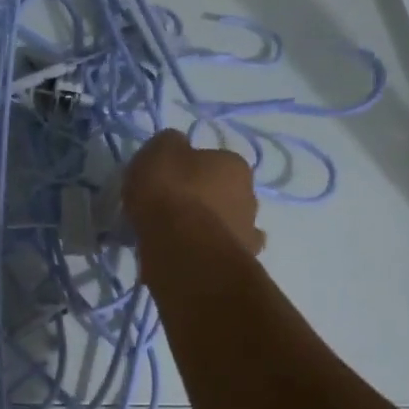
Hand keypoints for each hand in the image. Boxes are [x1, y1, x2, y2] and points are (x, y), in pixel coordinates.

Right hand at [121, 130, 264, 255]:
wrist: (183, 251)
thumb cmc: (170, 193)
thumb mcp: (158, 151)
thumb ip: (168, 143)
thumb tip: (175, 145)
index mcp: (235, 165)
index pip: (212, 160)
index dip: (187, 169)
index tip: (165, 181)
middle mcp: (250, 196)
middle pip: (221, 193)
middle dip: (201, 200)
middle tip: (168, 209)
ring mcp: (247, 234)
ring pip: (223, 225)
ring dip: (205, 229)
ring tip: (172, 237)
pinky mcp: (237, 265)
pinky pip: (216, 253)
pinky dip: (204, 254)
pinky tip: (183, 256)